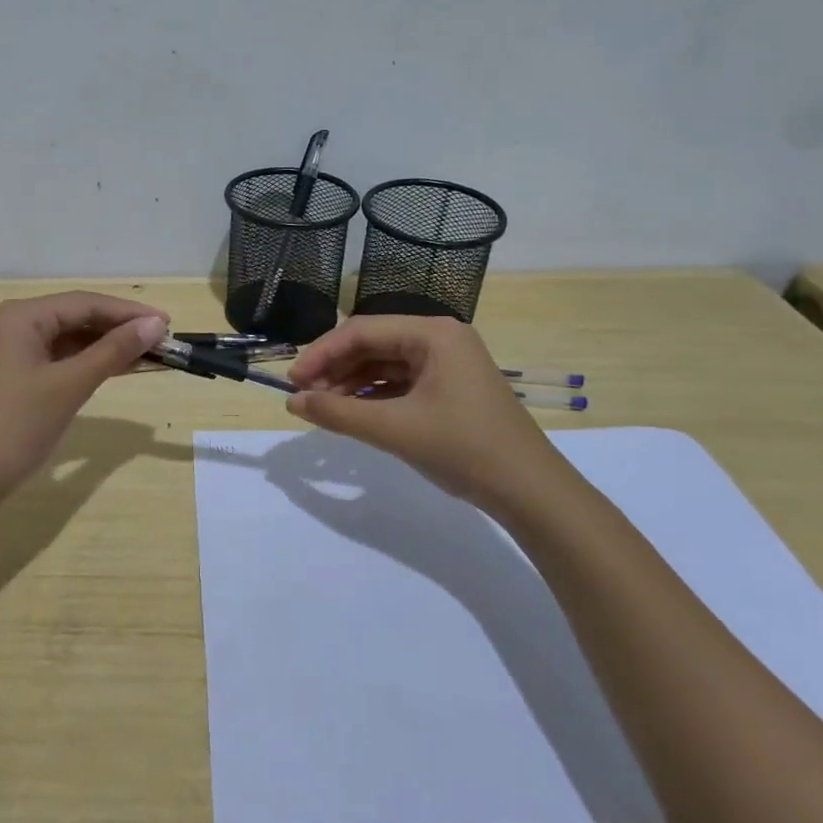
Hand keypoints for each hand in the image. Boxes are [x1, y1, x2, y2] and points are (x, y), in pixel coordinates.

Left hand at [0, 292, 168, 502]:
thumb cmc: (16, 426)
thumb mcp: (70, 385)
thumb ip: (113, 351)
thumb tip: (155, 324)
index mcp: (19, 316)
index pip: (84, 303)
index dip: (128, 312)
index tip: (167, 323)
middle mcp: (11, 325)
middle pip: (75, 317)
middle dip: (119, 329)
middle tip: (162, 342)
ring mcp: (8, 352)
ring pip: (67, 340)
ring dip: (105, 348)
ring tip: (148, 356)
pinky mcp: (10, 377)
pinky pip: (56, 360)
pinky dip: (86, 365)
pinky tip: (115, 370)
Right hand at [284, 315, 573, 512]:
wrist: (531, 492)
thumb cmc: (463, 449)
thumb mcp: (394, 429)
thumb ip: (338, 412)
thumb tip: (292, 401)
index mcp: (432, 333)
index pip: (361, 330)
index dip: (321, 354)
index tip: (293, 382)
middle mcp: (439, 338)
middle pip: (372, 344)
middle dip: (335, 369)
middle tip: (304, 398)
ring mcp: (447, 363)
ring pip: (384, 364)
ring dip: (351, 384)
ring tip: (323, 409)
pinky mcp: (450, 387)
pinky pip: (400, 382)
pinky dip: (373, 396)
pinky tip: (353, 413)